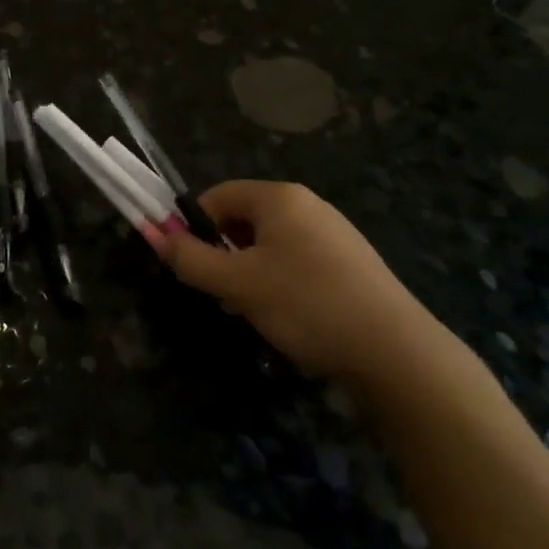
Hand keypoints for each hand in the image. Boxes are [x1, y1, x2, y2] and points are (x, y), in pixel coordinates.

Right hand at [160, 181, 437, 383]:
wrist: (396, 352)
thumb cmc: (306, 304)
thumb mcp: (237, 284)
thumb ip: (189, 259)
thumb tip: (152, 234)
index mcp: (279, 197)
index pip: (217, 196)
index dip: (194, 227)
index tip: (190, 266)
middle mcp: (308, 205)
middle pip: (244, 219)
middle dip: (224, 254)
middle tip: (221, 293)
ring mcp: (334, 233)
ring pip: (271, 244)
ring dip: (250, 272)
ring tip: (254, 310)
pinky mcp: (351, 263)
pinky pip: (298, 261)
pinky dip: (280, 282)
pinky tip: (289, 317)